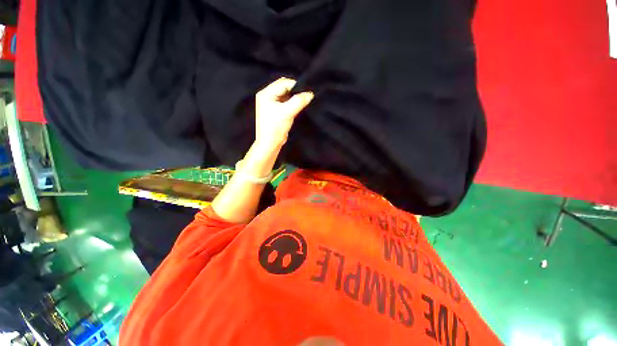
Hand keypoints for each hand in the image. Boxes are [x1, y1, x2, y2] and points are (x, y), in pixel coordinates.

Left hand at [255, 77, 313, 151]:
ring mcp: (271, 104)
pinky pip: (286, 102)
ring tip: (303, 101)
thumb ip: (299, 101)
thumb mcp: (288, 112)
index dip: (295, 86)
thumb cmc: (275, 127)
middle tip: (305, 96)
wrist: (270, 143)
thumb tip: (310, 93)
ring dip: (295, 98)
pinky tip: (298, 107)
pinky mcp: (276, 111)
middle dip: (295, 91)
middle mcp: (267, 96)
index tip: (307, 91)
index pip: (283, 83)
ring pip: (286, 95)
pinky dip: (293, 103)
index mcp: (266, 94)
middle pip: (284, 88)